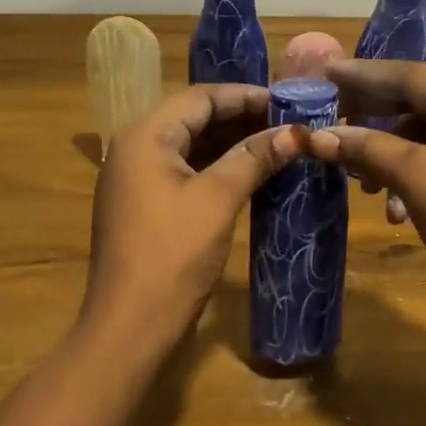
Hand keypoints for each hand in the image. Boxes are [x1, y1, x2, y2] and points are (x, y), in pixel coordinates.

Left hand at [86, 83, 305, 350]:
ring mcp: (136, 178)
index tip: (288, 102)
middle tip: (288, 124)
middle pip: (194, 117)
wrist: (129, 328)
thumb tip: (295, 132)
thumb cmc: (172, 255)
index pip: (201, 97)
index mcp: (144, 135)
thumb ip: (254, 158)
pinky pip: (184, 170)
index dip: (246, 96)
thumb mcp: (217, 200)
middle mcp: (134, 147)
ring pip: (190, 145)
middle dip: (241, 119)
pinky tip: (250, 174)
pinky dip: (216, 167)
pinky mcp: (144, 204)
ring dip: (231, 143)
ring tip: (277, 145)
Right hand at [308, 60, 425, 341]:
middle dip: (372, 118)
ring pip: (423, 134)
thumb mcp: (417, 178)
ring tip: (357, 178)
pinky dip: (409, 177)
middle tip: (327, 120)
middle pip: (418, 101)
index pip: (413, 75)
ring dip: (387, 155)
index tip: (324, 71)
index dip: (364, 75)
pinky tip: (393, 209)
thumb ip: (366, 148)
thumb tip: (316, 136)